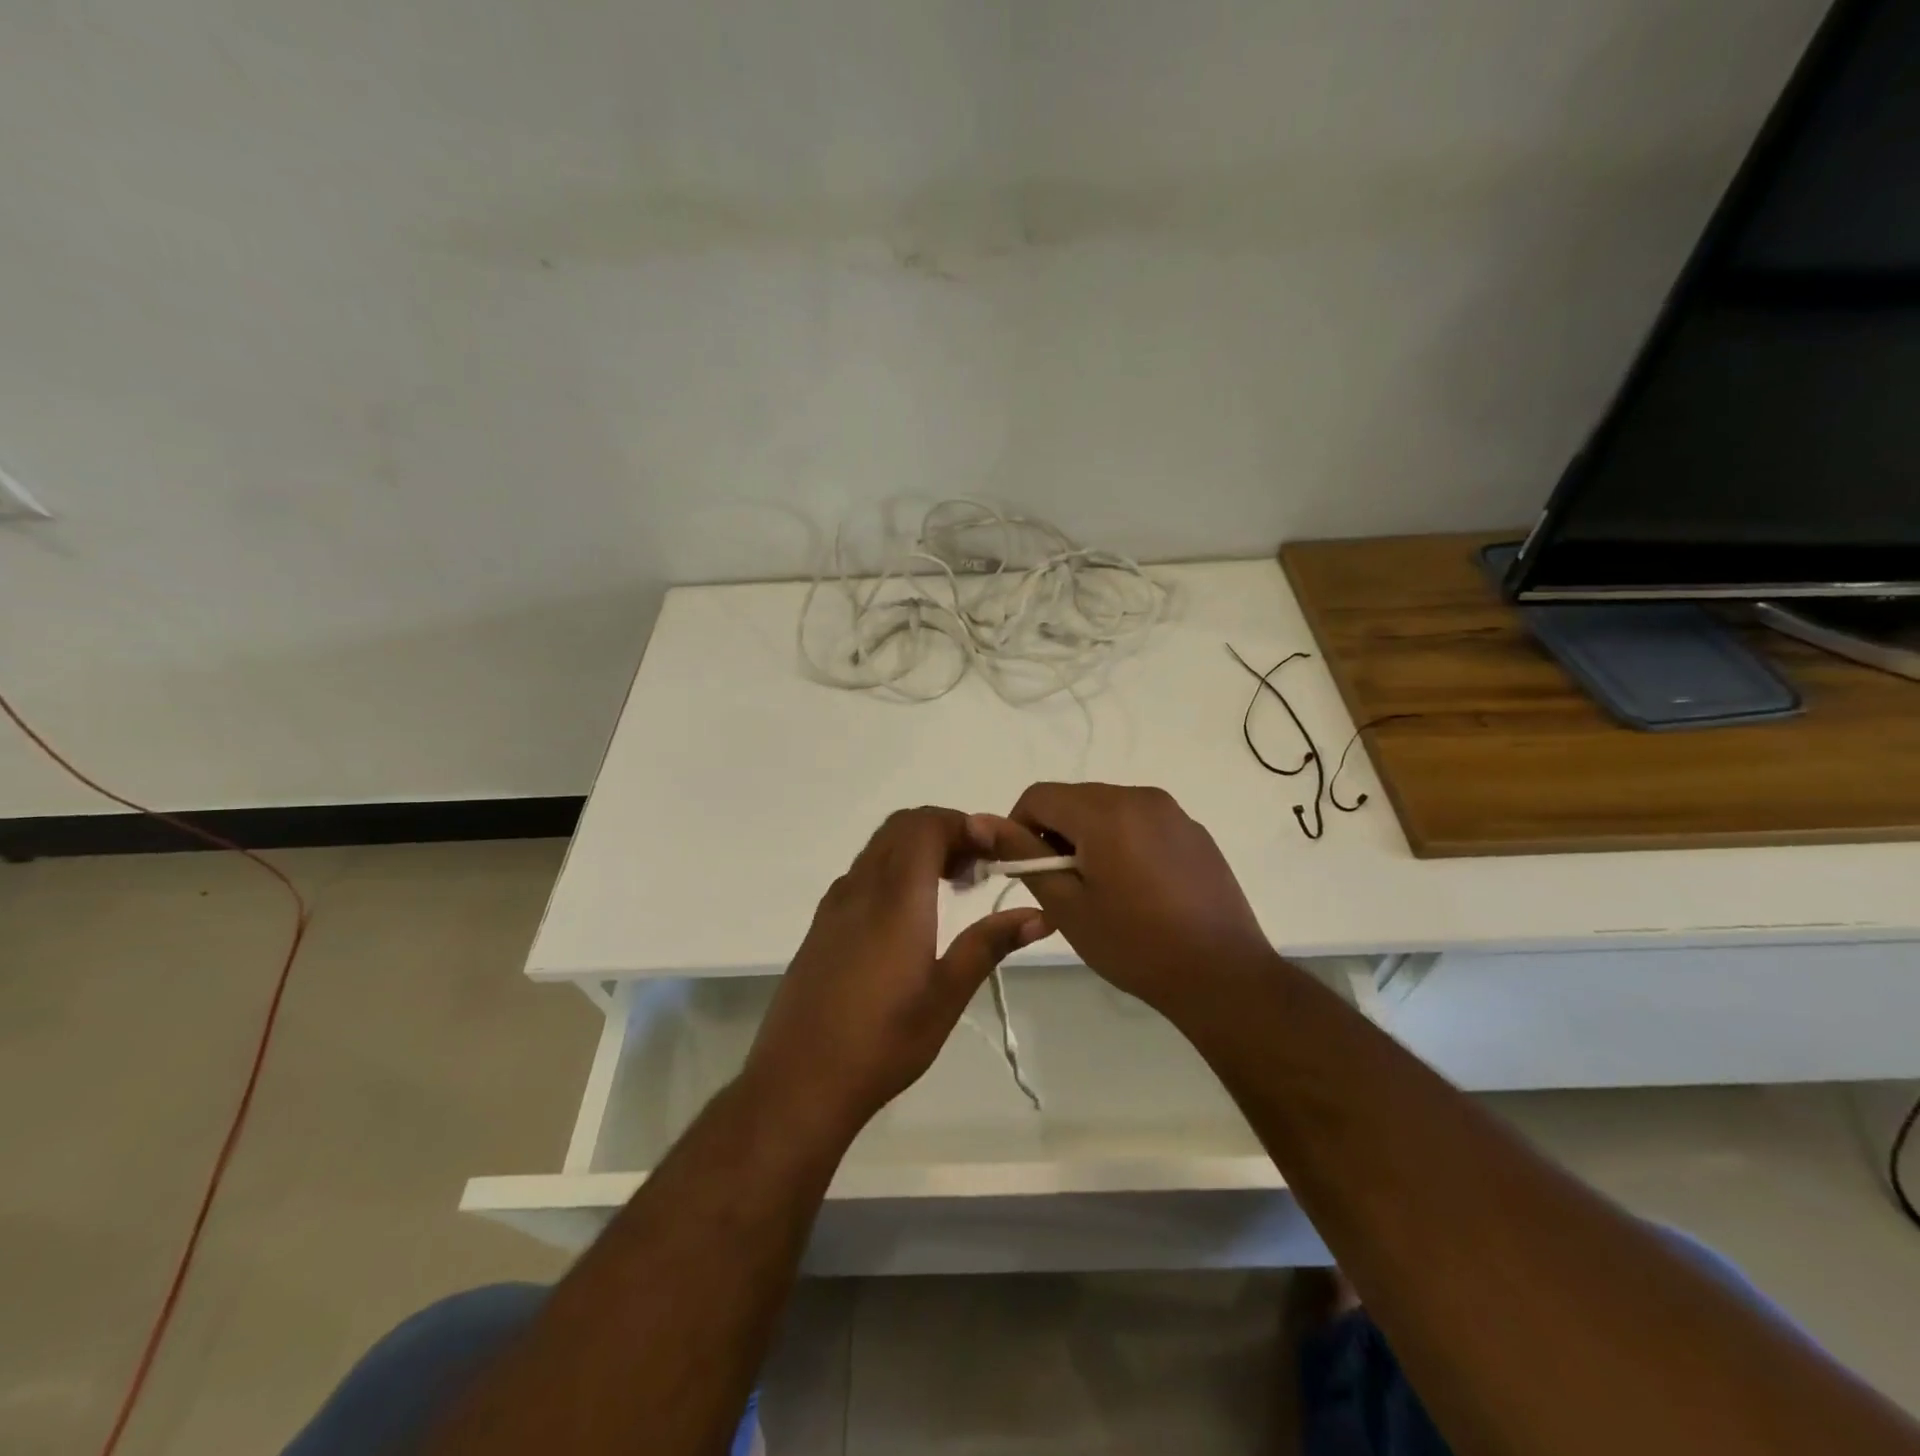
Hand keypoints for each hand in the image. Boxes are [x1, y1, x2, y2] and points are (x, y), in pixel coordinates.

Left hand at [743, 807, 1049, 1132]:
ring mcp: (836, 904)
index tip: (994, 852)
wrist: (799, 1081)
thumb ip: (989, 945)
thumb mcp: (946, 996)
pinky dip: (894, 869)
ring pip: (880, 847)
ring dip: (918, 849)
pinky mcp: (822, 924)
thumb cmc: (883, 1041)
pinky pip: (862, 872)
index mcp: (896, 897)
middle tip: (978, 868)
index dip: (963, 824)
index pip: (926, 825)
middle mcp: (861, 887)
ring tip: (952, 889)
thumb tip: (1039, 915)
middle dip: (945, 831)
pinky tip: (910, 916)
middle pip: (902, 826)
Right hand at [980, 783, 1274, 1013]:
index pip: (1039, 795)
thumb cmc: (1135, 944)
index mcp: (1105, 811)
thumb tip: (980, 820)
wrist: (1223, 975)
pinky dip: (1121, 841)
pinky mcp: (1193, 831)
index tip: (1023, 868)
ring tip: (1098, 889)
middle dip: (1055, 833)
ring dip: (1088, 837)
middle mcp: (1140, 797)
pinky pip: (1140, 821)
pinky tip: (1136, 889)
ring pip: (1107, 808)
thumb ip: (1024, 856)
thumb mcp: (1067, 905)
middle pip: (1075, 799)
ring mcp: (1172, 812)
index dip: (1018, 826)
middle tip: (1059, 886)